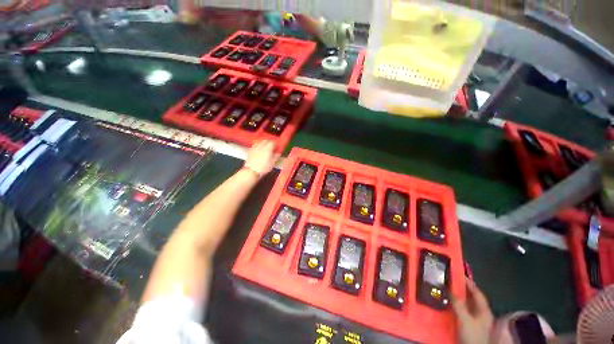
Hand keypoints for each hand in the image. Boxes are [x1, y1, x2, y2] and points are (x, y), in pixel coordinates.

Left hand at [244, 141, 278, 176]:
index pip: (272, 143)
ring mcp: (254, 148)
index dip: (275, 145)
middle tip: (271, 147)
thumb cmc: (264, 168)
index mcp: (268, 149)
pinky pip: (254, 145)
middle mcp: (261, 147)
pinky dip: (257, 146)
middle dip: (268, 143)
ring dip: (262, 143)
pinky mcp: (250, 151)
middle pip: (265, 141)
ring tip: (264, 147)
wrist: (251, 171)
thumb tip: (278, 153)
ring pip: (259, 142)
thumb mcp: (272, 163)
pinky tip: (258, 150)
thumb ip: (276, 157)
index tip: (276, 148)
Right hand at [451, 278, 493, 343]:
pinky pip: (462, 311)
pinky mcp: (469, 325)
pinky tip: (448, 303)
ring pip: (467, 305)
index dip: (469, 283)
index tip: (459, 273)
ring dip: (458, 297)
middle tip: (450, 280)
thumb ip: (459, 304)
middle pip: (472, 298)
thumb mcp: (465, 319)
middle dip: (462, 289)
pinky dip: (456, 305)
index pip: (477, 293)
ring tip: (447, 289)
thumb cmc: (472, 335)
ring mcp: (476, 321)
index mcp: (484, 310)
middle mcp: (481, 314)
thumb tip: (450, 289)